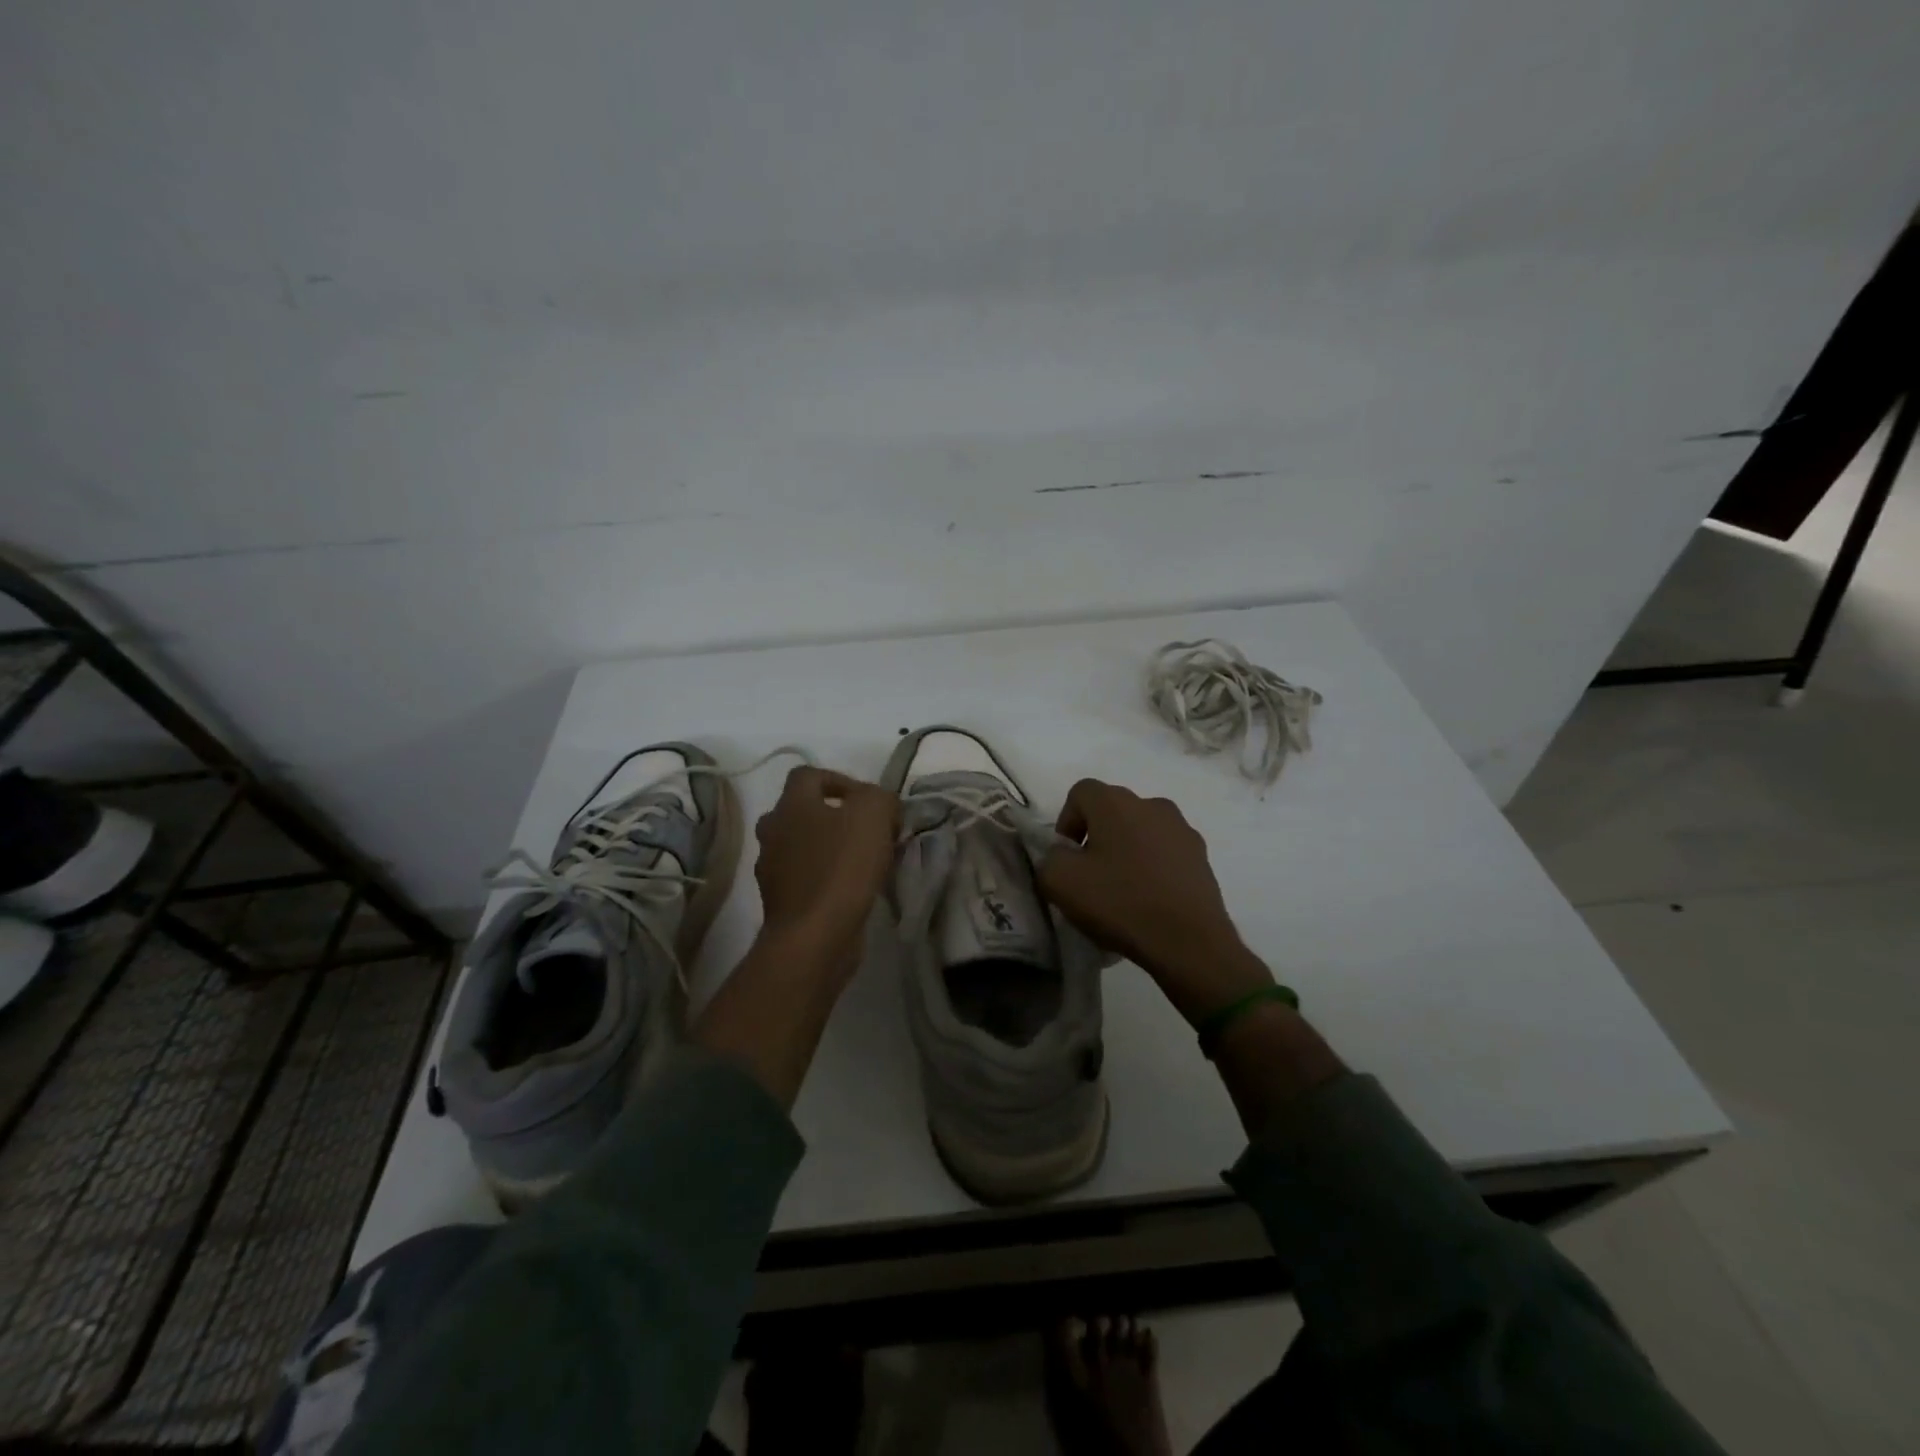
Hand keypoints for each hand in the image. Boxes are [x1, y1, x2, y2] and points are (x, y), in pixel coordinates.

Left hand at [752, 766, 898, 978]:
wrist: (814, 937)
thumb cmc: (842, 867)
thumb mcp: (873, 814)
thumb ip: (879, 797)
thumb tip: (879, 803)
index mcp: (790, 805)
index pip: (808, 775)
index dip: (839, 779)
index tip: (867, 800)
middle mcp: (772, 832)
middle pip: (801, 811)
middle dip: (833, 817)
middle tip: (866, 831)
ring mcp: (771, 869)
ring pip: (802, 846)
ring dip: (829, 849)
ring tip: (864, 862)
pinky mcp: (780, 902)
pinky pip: (805, 878)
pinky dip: (825, 878)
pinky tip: (852, 890)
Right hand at [1037, 779, 1272, 1023]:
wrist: (1190, 942)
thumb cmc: (1120, 903)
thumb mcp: (1060, 882)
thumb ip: (1050, 857)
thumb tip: (1063, 854)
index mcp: (1116, 802)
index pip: (1080, 792)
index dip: (1066, 822)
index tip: (1067, 858)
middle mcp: (1152, 804)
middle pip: (1113, 811)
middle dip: (1096, 838)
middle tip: (1090, 876)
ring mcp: (1182, 830)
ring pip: (1141, 831)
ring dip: (1126, 852)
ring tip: (1122, 891)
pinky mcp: (1201, 857)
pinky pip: (1165, 853)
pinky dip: (1152, 868)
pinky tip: (1149, 901)